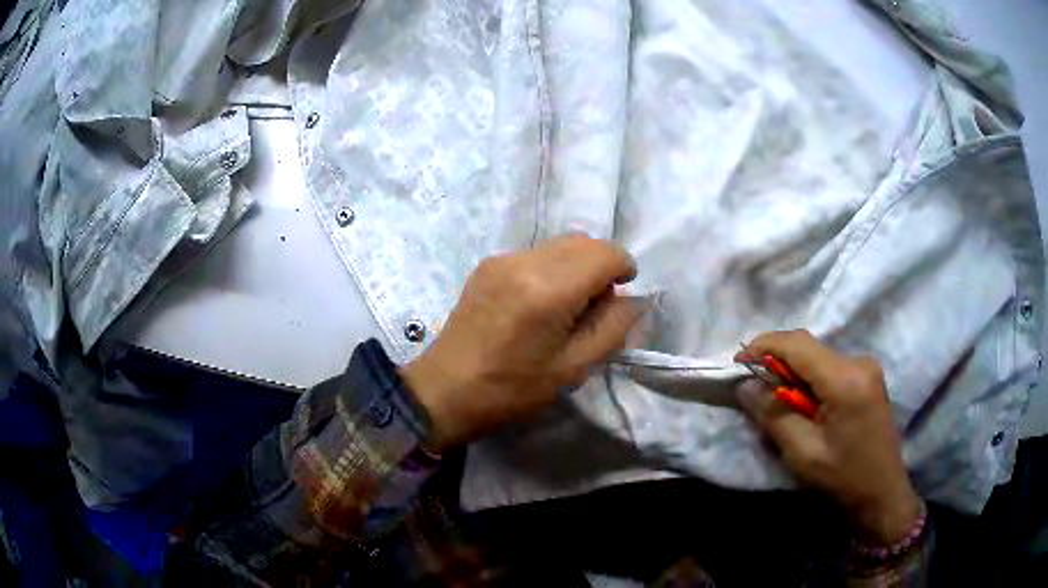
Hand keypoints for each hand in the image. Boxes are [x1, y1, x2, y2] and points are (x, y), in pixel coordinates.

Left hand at [403, 235, 643, 452]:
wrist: (444, 390)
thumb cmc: (511, 389)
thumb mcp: (572, 369)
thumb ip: (613, 329)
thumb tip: (635, 300)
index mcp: (549, 290)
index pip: (604, 253)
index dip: (624, 268)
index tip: (623, 295)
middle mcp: (525, 261)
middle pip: (583, 241)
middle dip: (601, 266)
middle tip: (596, 307)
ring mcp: (502, 259)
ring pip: (559, 245)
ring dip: (577, 266)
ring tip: (567, 307)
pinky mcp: (487, 265)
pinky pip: (535, 254)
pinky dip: (552, 268)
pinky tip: (539, 303)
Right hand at [735, 330, 921, 545]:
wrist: (882, 492)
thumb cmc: (843, 478)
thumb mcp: (803, 453)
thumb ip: (774, 415)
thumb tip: (746, 386)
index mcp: (846, 380)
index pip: (798, 345)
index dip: (764, 346)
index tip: (737, 362)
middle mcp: (859, 362)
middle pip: (809, 347)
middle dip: (777, 361)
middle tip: (753, 387)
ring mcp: (867, 368)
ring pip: (818, 356)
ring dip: (793, 373)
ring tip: (779, 403)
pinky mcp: (868, 377)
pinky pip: (830, 367)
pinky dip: (810, 379)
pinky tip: (805, 405)